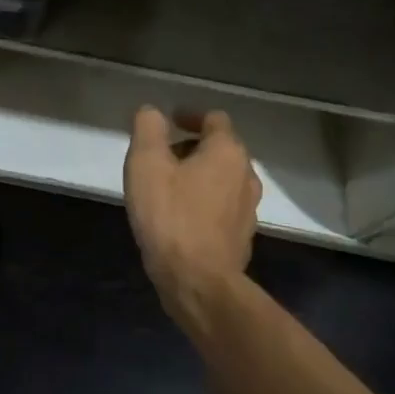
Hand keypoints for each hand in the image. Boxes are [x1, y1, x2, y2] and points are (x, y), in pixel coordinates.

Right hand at [123, 107, 261, 329]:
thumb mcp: (146, 164)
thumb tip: (153, 112)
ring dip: (198, 175)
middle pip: (220, 148)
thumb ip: (148, 129)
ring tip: (168, 188)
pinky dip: (203, 201)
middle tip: (160, 158)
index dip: (190, 116)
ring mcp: (248, 208)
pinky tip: (180, 217)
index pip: (214, 119)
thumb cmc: (170, 216)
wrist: (198, 281)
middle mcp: (246, 175)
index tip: (168, 123)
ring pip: (222, 178)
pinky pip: (222, 206)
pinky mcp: (242, 236)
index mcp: (227, 152)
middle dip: (191, 147)